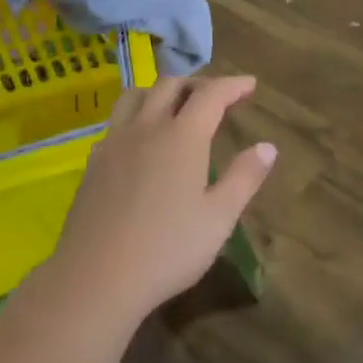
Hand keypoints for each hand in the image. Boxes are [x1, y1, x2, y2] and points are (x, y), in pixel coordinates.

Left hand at [51, 75, 275, 320]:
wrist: (95, 278)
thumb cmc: (167, 250)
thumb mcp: (219, 218)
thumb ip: (244, 177)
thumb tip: (267, 147)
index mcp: (183, 136)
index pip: (211, 94)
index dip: (233, 85)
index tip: (250, 85)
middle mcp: (147, 127)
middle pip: (171, 85)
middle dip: (198, 83)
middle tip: (216, 98)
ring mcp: (115, 141)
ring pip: (136, 94)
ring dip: (160, 91)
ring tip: (175, 107)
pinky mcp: (94, 162)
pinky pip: (117, 121)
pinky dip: (137, 115)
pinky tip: (141, 141)